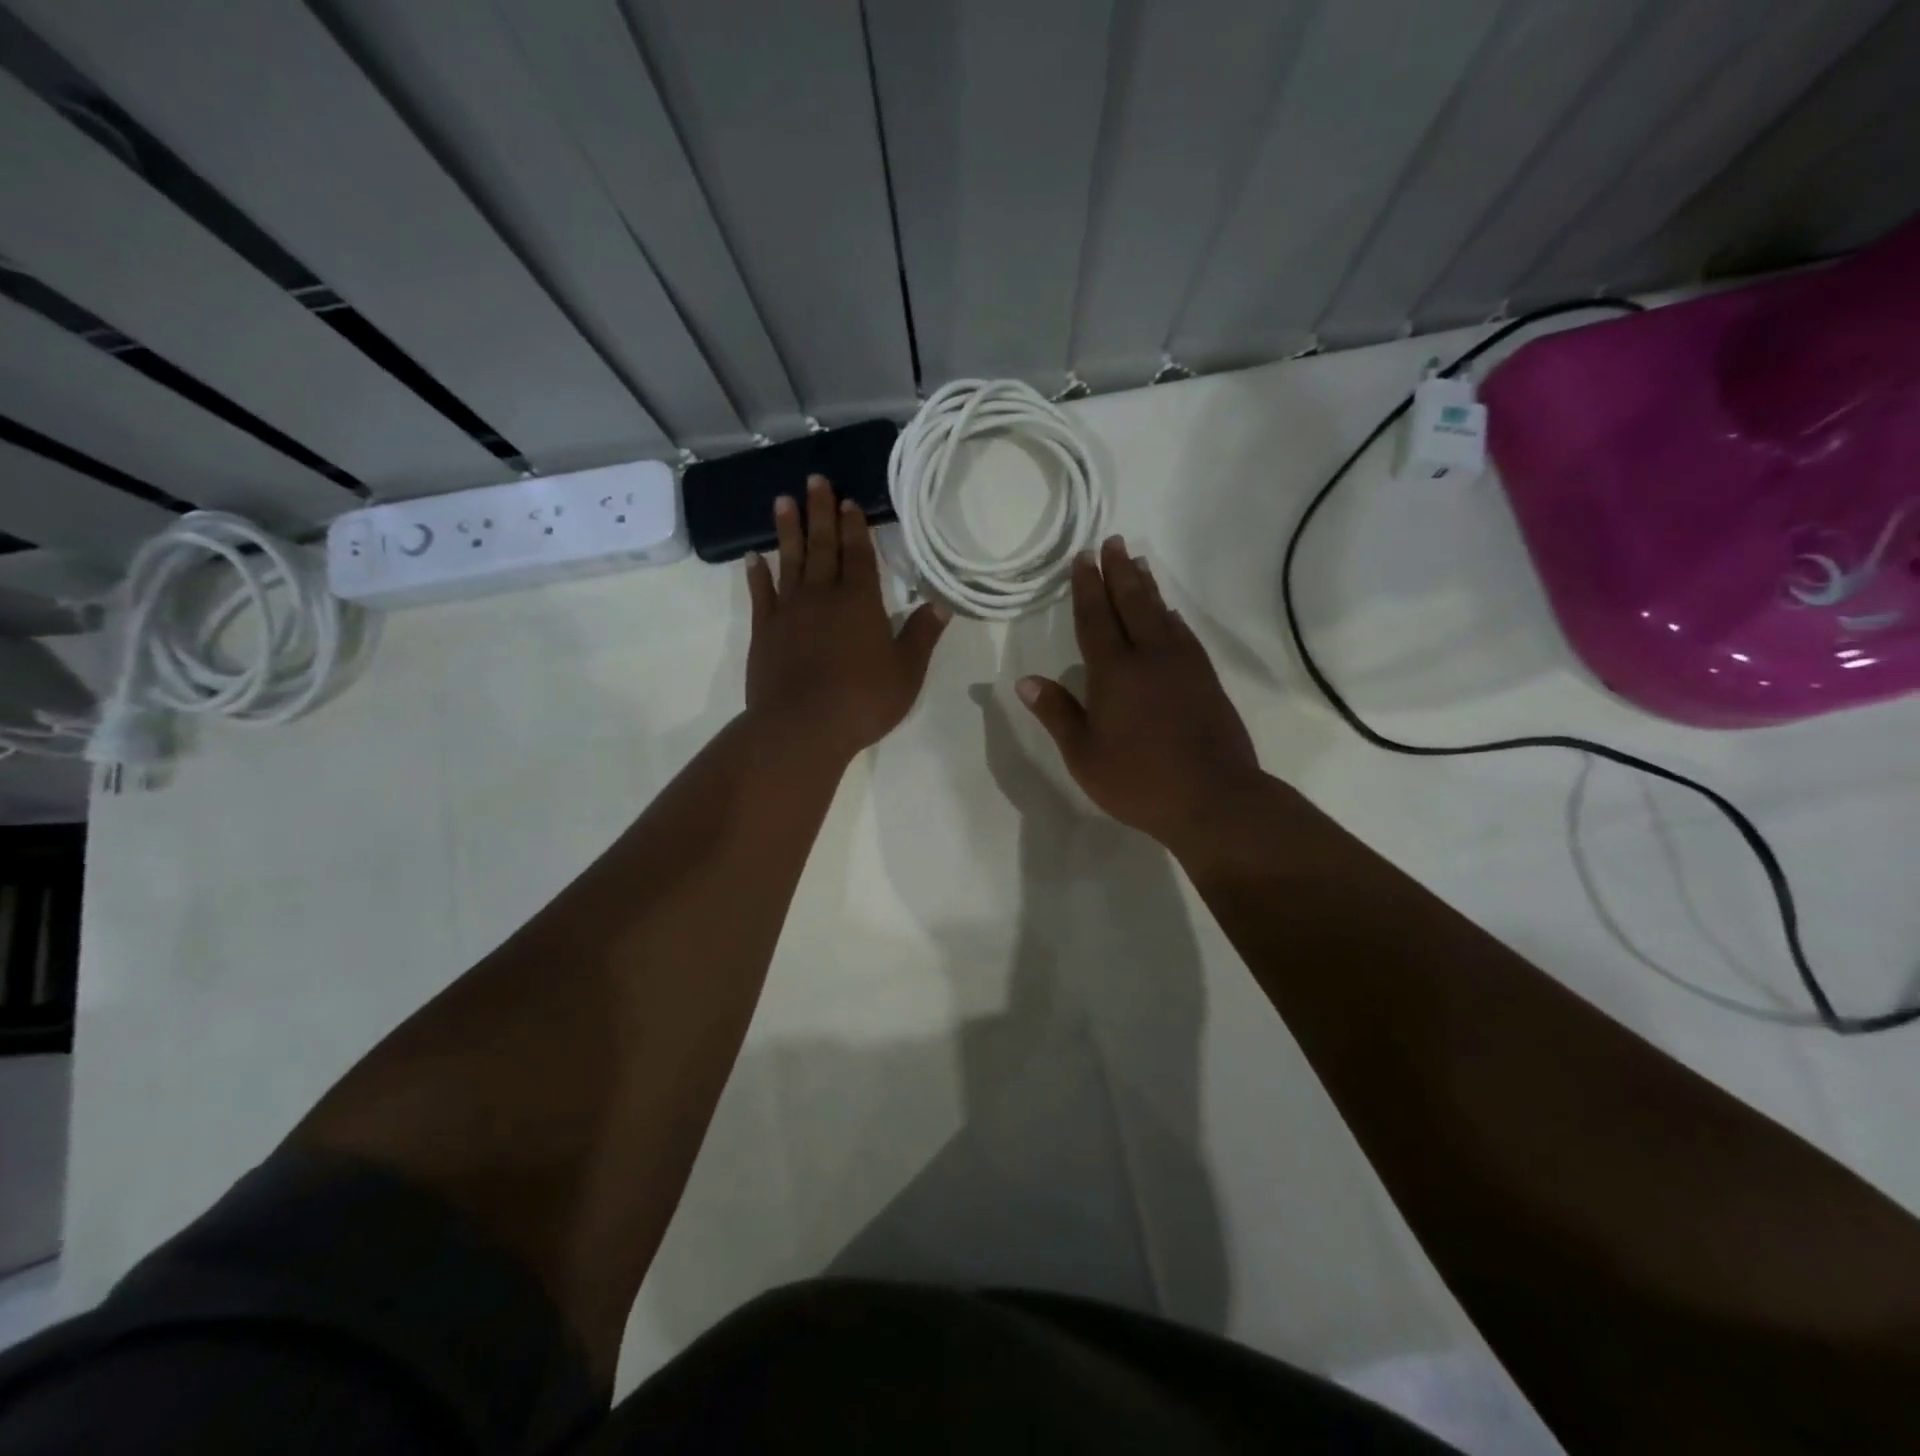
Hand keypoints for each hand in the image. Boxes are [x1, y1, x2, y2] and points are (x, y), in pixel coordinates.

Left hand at [745, 473, 949, 762]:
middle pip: (822, 546)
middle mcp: (823, 596)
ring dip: (787, 531)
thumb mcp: (906, 672)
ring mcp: (789, 612)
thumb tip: (941, 604)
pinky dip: (757, 574)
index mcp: (861, 602)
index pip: (859, 555)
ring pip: (789, 561)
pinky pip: (760, 595)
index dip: (855, 527)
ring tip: (783, 501)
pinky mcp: (765, 632)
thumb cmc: (862, 700)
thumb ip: (922, 635)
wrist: (802, 727)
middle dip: (820, 512)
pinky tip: (754, 557)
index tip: (848, 501)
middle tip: (815, 479)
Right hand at [1018, 537, 1261, 851]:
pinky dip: (1172, 617)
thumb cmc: (1139, 780)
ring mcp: (1184, 666)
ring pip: (1162, 614)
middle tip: (1113, 542)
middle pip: (1132, 603)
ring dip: (1147, 586)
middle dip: (1120, 571)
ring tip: (1139, 562)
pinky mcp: (1206, 680)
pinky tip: (1171, 614)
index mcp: (1114, 672)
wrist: (1214, 798)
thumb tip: (1026, 681)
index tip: (1083, 557)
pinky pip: (1184, 635)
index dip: (1087, 587)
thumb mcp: (1084, 755)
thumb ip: (1058, 714)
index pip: (1095, 619)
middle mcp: (1150, 657)